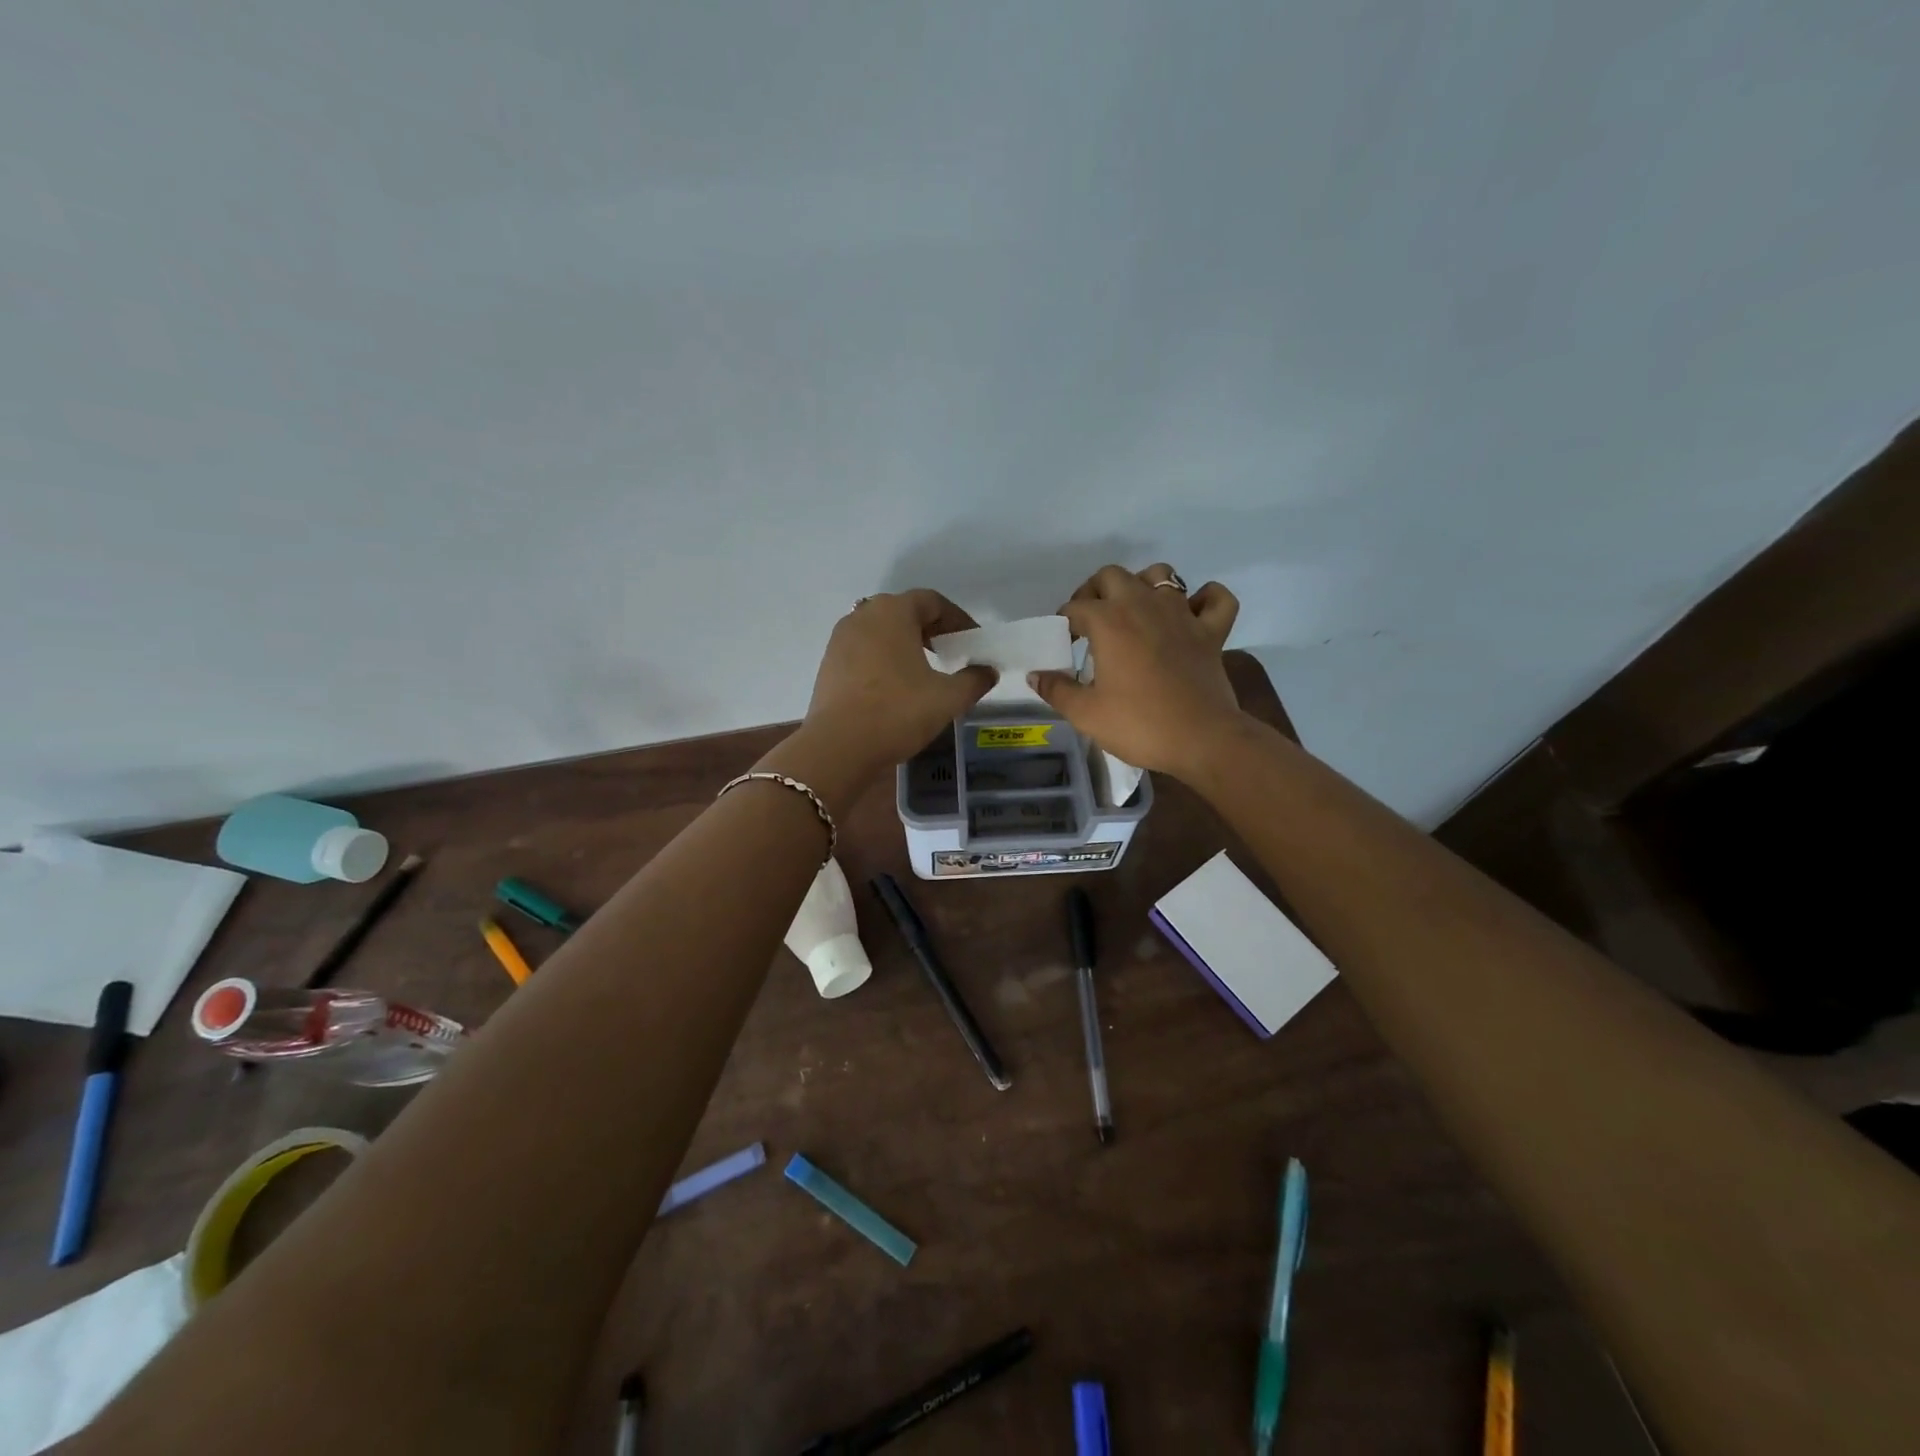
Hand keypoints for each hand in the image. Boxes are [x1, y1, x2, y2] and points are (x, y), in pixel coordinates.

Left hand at [800, 590, 998, 780]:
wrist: (839, 747)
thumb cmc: (898, 712)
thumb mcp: (948, 698)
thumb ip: (974, 680)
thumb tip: (988, 672)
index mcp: (893, 612)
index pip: (932, 601)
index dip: (957, 619)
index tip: (972, 642)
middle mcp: (863, 616)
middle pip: (904, 612)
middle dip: (931, 629)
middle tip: (951, 653)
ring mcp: (840, 640)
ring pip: (881, 632)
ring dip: (905, 644)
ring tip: (924, 671)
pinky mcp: (829, 664)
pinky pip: (863, 651)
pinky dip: (883, 660)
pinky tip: (895, 687)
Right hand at [1027, 564, 1243, 779]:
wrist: (1202, 740)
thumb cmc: (1139, 724)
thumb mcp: (1085, 713)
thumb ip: (1056, 690)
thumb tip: (1036, 675)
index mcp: (1109, 621)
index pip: (1075, 607)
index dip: (1064, 622)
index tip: (1063, 643)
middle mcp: (1144, 605)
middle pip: (1113, 575)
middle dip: (1095, 591)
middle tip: (1091, 621)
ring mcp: (1182, 614)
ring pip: (1162, 575)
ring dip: (1144, 585)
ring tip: (1134, 612)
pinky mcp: (1212, 631)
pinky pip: (1215, 598)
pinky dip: (1204, 599)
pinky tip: (1191, 614)